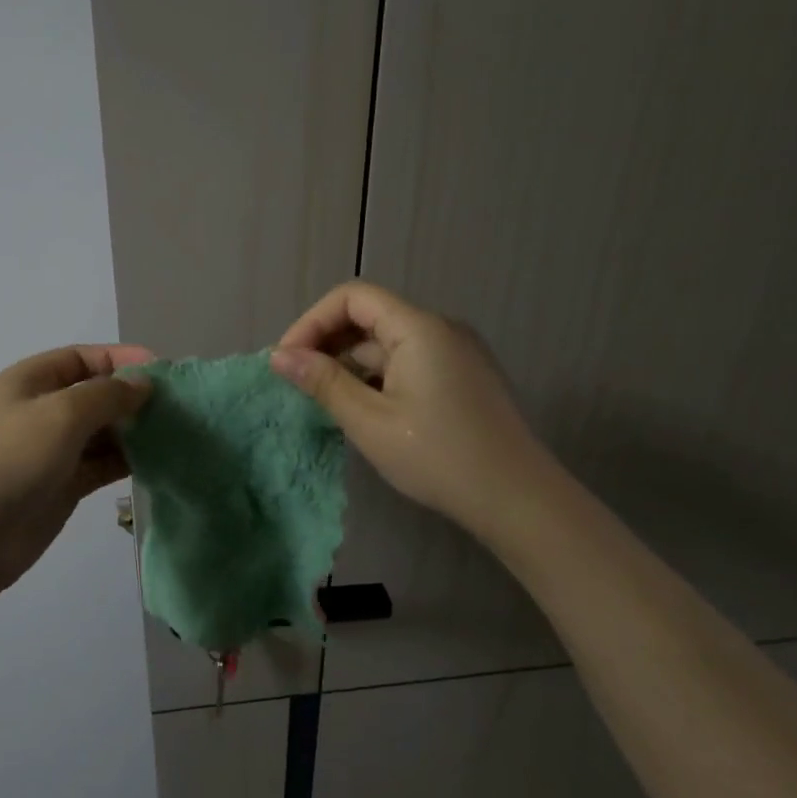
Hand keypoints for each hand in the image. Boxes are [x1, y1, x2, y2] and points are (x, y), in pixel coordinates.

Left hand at [0, 344, 153, 601]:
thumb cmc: (9, 460)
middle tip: (179, 409)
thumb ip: (107, 394)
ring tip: (175, 435)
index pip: (83, 357)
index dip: (122, 359)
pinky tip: (156, 462)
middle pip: (94, 394)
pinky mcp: (60, 488)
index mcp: (30, 381)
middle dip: (132, 397)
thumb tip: (141, 385)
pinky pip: (99, 465)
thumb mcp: (60, 414)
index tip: (165, 374)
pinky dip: (126, 461)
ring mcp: (49, 452)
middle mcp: (40, 411)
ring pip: (100, 432)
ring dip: (133, 431)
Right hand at [272, 281, 552, 542]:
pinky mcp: (460, 376)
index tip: (288, 360)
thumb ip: (322, 382)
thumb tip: (278, 357)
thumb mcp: (369, 421)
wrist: (518, 500)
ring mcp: (454, 352)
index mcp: (419, 328)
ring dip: (349, 362)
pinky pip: (406, 360)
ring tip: (322, 399)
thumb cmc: (438, 457)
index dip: (312, 322)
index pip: (352, 297)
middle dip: (327, 342)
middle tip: (297, 381)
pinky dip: (375, 375)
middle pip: (369, 315)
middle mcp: (439, 329)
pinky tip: (360, 407)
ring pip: (386, 342)